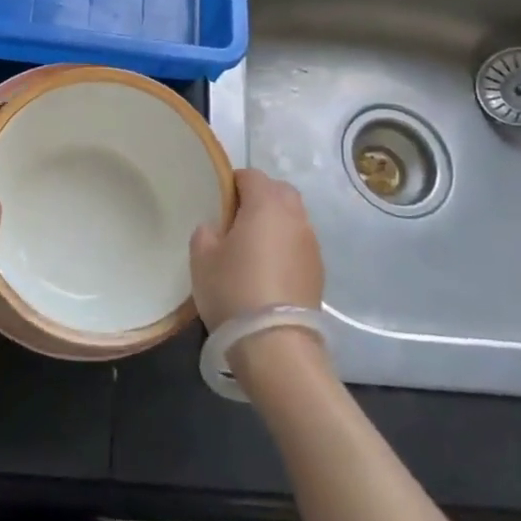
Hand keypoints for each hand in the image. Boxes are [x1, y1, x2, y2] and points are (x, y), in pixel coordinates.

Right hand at [190, 168, 324, 328]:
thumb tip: (217, 228)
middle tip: (235, 220)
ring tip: (252, 247)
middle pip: (278, 191)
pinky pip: (299, 243)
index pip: (251, 176)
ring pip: (292, 217)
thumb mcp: (202, 258)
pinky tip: (268, 270)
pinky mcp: (319, 270)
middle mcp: (295, 216)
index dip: (232, 183)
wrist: (276, 344)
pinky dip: (285, 246)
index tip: (216, 202)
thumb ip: (206, 232)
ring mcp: (311, 243)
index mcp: (266, 204)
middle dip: (259, 197)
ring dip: (274, 223)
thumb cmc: (233, 291)